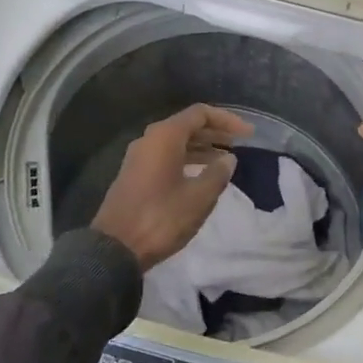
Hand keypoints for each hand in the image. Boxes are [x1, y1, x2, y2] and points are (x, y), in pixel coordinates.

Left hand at [92, 104, 253, 269]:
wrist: (115, 248)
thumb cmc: (161, 218)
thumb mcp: (199, 197)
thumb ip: (218, 173)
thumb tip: (228, 158)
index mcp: (165, 136)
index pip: (200, 114)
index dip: (227, 120)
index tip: (248, 134)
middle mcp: (150, 139)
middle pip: (187, 125)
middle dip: (215, 133)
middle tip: (239, 144)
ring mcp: (139, 157)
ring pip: (176, 142)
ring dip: (202, 147)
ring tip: (224, 160)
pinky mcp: (135, 174)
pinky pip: (166, 156)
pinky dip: (187, 159)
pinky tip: (202, 174)